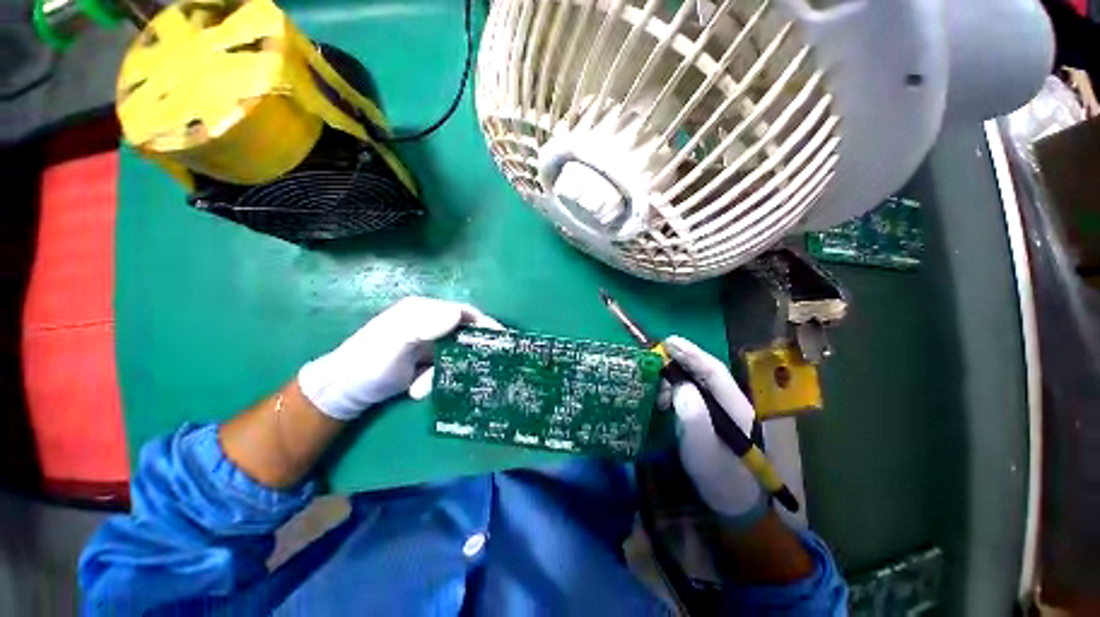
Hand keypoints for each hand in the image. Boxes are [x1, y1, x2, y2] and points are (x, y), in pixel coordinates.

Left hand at [298, 296, 500, 420]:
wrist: (344, 391)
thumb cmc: (369, 362)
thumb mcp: (396, 342)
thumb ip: (425, 326)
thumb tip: (459, 314)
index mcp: (423, 311)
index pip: (463, 312)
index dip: (483, 323)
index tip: (501, 338)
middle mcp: (429, 324)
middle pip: (463, 334)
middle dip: (465, 355)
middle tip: (476, 370)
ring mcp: (428, 344)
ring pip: (454, 355)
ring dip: (444, 373)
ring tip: (423, 387)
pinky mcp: (426, 362)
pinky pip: (444, 369)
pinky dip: (435, 381)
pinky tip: (418, 389)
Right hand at [664, 336, 765, 520]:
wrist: (728, 499)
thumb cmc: (717, 476)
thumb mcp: (702, 449)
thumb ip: (694, 417)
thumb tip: (679, 385)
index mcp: (736, 407)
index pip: (714, 372)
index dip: (692, 353)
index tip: (669, 342)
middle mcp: (730, 401)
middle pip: (704, 372)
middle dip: (680, 360)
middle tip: (655, 354)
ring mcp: (719, 407)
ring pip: (696, 380)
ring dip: (674, 375)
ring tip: (655, 380)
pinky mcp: (709, 413)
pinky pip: (690, 392)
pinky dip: (673, 388)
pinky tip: (662, 393)